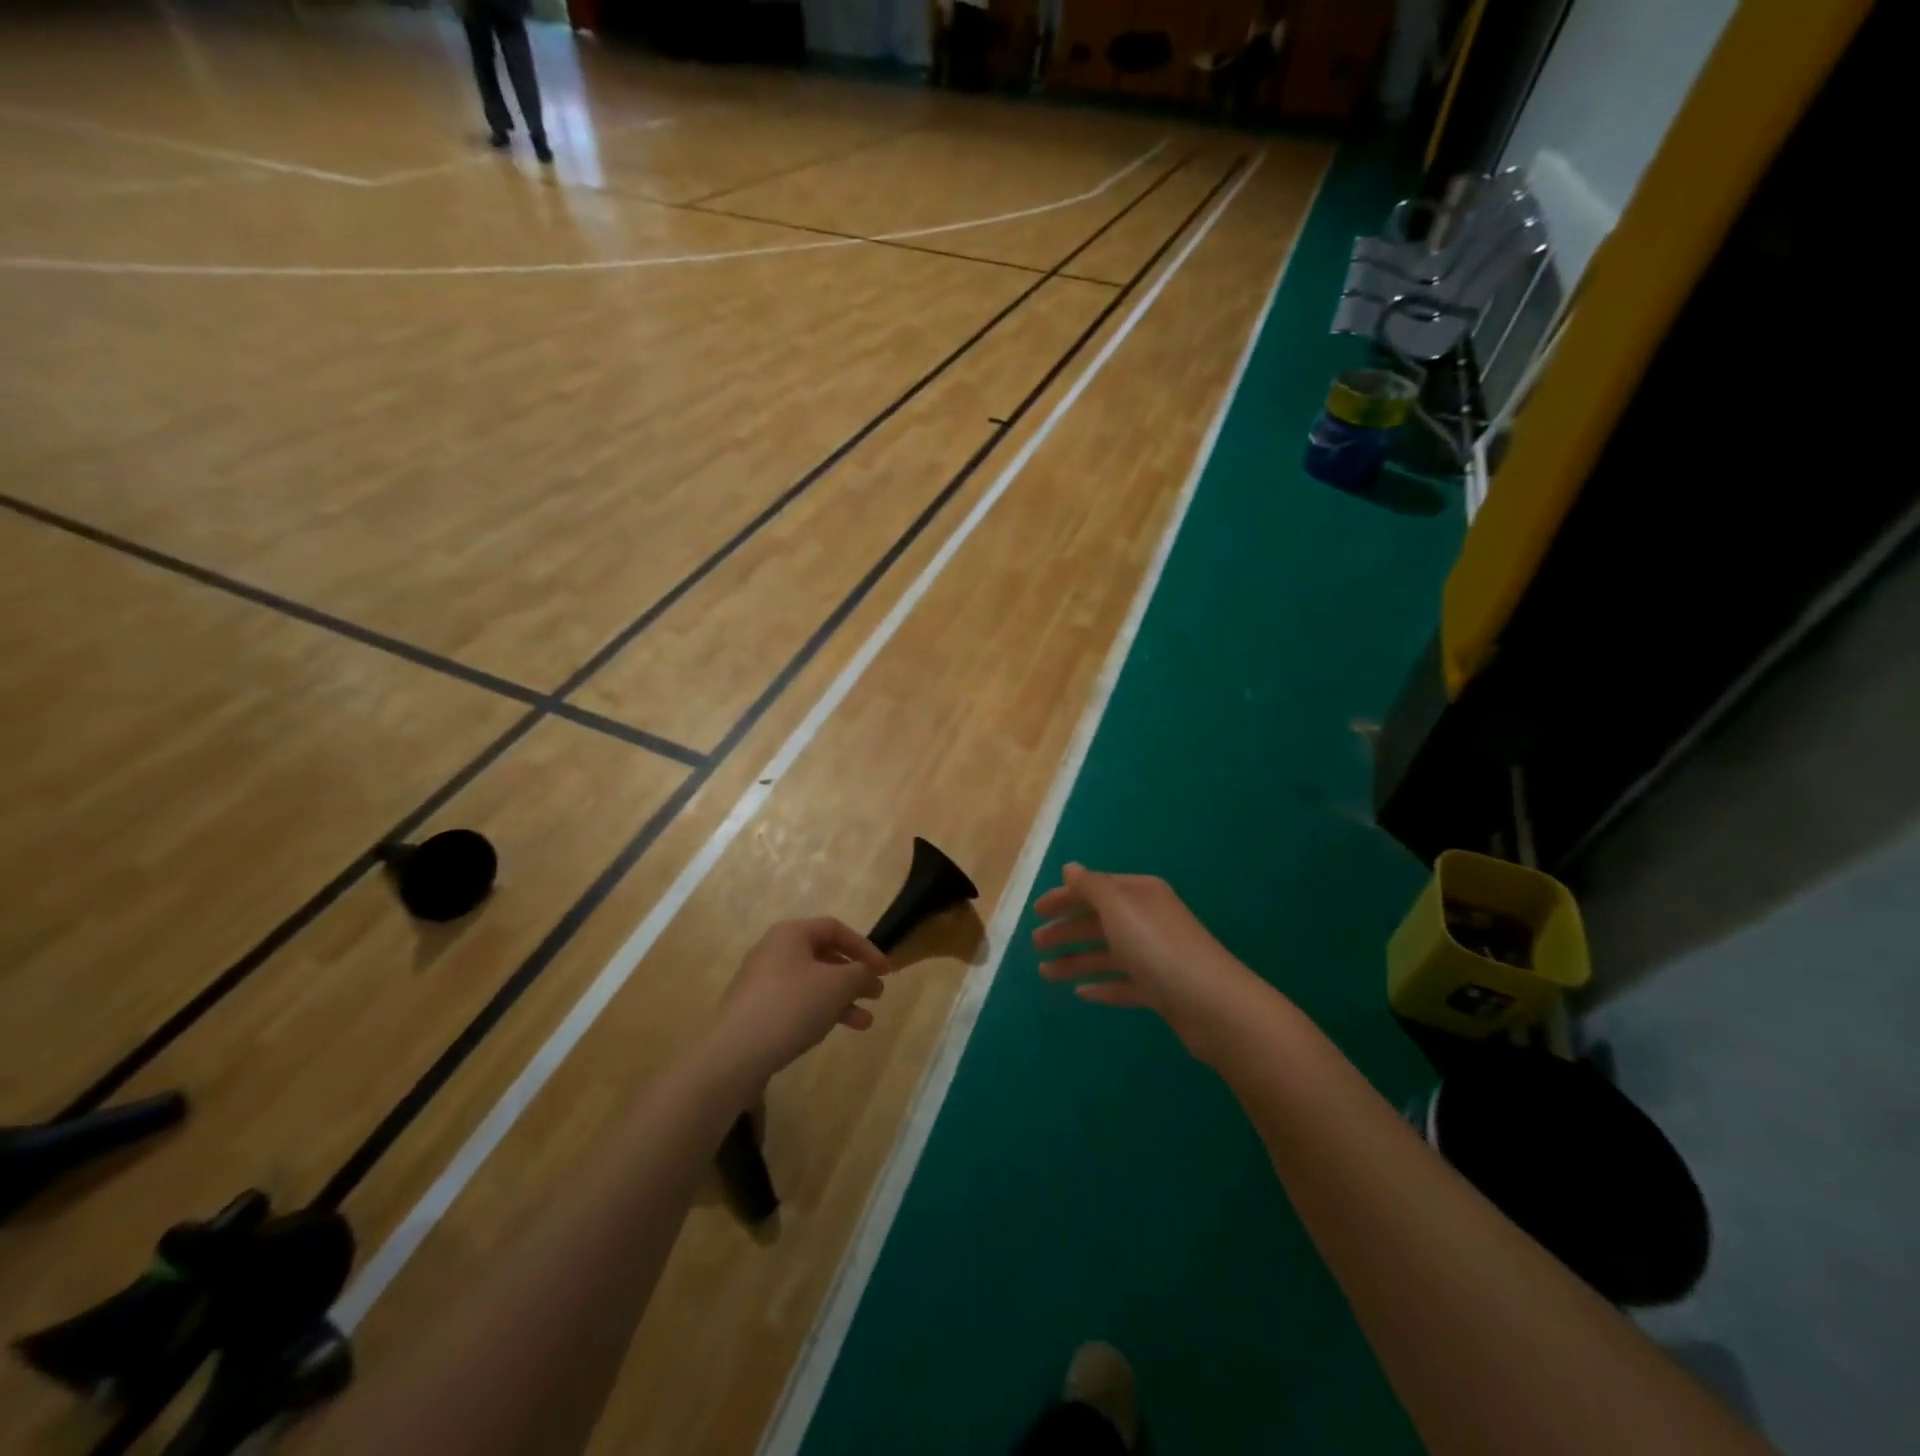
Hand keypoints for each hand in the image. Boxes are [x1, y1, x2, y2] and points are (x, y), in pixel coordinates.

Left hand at [709, 918, 891, 1084]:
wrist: (734, 1054)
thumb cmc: (791, 1007)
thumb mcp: (837, 986)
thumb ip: (860, 973)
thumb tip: (867, 973)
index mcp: (791, 934)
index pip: (836, 928)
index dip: (865, 947)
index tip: (885, 971)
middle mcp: (774, 950)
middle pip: (824, 955)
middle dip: (854, 976)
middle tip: (876, 995)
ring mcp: (761, 981)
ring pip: (812, 983)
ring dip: (841, 999)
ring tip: (864, 1023)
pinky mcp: (755, 1009)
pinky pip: (796, 1002)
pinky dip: (819, 1011)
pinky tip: (830, 1031)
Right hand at [1032, 864, 1258, 1060]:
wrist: (1213, 1004)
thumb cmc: (1158, 947)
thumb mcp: (1118, 907)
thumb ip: (1091, 886)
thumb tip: (1070, 868)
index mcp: (1140, 894)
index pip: (1094, 888)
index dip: (1064, 898)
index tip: (1035, 912)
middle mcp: (1148, 919)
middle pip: (1099, 920)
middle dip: (1066, 929)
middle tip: (1035, 943)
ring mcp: (1155, 956)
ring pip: (1107, 954)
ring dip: (1075, 960)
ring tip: (1045, 973)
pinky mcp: (1161, 989)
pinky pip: (1123, 983)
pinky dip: (1102, 986)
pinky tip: (1081, 993)